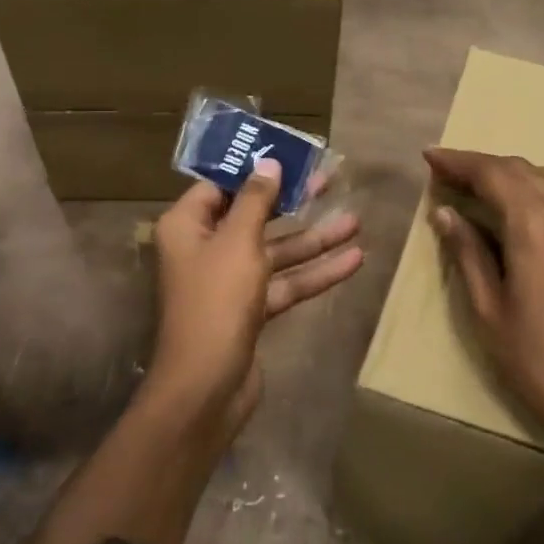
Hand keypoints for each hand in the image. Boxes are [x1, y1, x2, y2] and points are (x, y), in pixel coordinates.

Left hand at [146, 159, 364, 440]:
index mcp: (187, 226)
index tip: (288, 156)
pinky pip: (284, 283)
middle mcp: (205, 249)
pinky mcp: (250, 310)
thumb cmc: (216, 302)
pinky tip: (353, 262)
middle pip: (254, 217)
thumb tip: (267, 164)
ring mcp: (228, 282)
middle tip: (329, 180)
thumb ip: (256, 201)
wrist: (207, 387)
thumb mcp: (239, 242)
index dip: (253, 170)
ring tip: (355, 222)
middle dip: (293, 202)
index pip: (220, 186)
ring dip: (313, 240)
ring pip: (275, 252)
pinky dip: (314, 273)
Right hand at [424, 148, 543, 465]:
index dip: (458, 161)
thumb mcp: (491, 312)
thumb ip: (468, 254)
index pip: (492, 173)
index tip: (429, 157)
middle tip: (447, 173)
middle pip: (520, 169)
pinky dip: (537, 189)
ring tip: (480, 188)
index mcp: (535, 224)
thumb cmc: (543, 364)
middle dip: (481, 165)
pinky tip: (522, 211)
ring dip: (511, 174)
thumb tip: (445, 212)